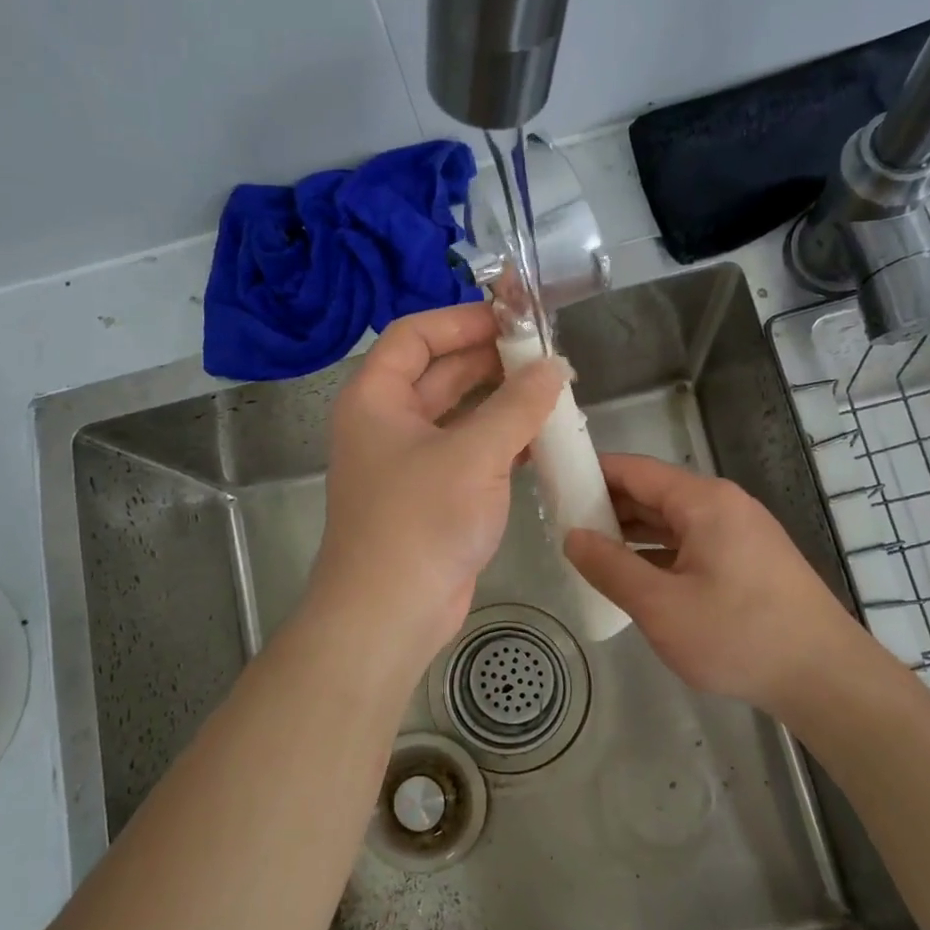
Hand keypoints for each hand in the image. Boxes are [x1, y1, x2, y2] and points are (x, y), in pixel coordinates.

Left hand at [308, 304, 565, 667]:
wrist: (390, 613)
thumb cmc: (420, 521)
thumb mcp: (473, 454)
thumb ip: (517, 405)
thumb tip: (554, 366)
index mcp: (376, 398)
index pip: (414, 335)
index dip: (461, 320)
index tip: (512, 316)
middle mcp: (388, 423)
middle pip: (440, 373)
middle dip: (491, 360)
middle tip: (545, 354)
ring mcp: (410, 462)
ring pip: (460, 415)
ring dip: (502, 402)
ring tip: (553, 391)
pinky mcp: (434, 496)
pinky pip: (471, 452)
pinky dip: (503, 441)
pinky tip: (544, 439)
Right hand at [564, 453, 861, 715]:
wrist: (826, 677)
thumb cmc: (738, 635)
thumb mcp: (660, 606)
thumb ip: (610, 567)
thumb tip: (572, 537)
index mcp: (703, 501)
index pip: (634, 470)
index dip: (590, 473)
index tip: (552, 486)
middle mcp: (723, 505)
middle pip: (653, 493)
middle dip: (607, 506)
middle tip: (560, 526)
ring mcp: (740, 533)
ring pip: (672, 521)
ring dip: (631, 533)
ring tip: (588, 551)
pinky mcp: (749, 560)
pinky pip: (692, 543)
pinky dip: (659, 553)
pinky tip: (635, 576)